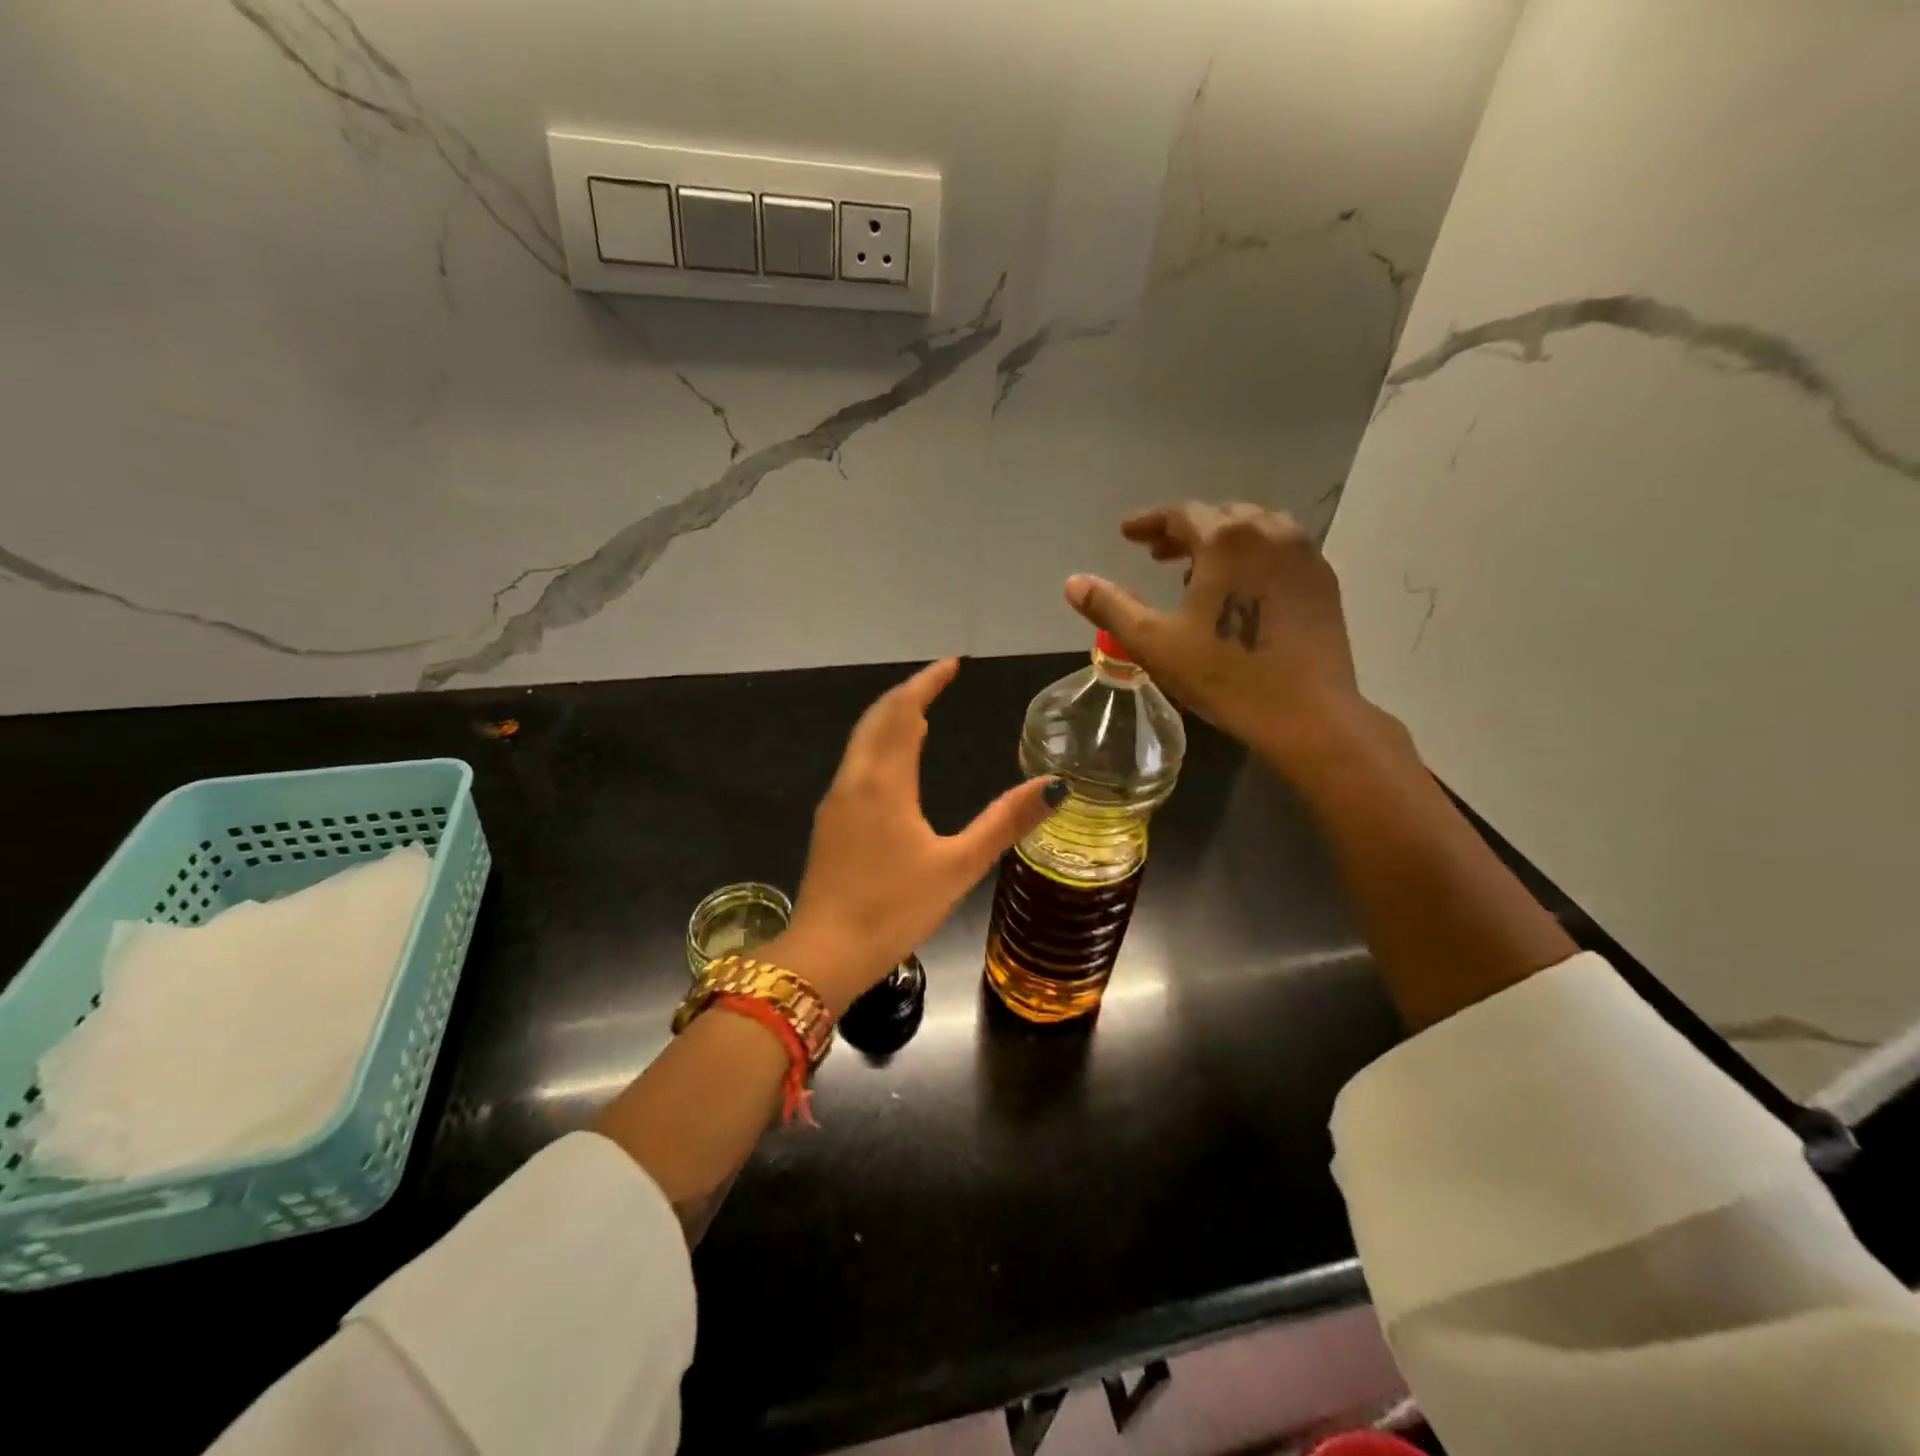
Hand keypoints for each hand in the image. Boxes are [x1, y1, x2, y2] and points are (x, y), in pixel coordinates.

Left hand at [774, 658, 1061, 1014]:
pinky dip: (878, 746)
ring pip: (862, 742)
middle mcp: (854, 781)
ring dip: (890, 720)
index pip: (903, 712)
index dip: (926, 684)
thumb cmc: (894, 909)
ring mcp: (835, 801)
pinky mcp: (829, 823)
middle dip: (907, 695)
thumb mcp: (958, 867)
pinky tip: (894, 765)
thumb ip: (1005, 823)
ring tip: (921, 714)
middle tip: (938, 682)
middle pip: (877, 719)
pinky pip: (856, 764)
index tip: (950, 665)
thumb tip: (1055, 786)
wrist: (825, 953)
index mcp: (884, 783)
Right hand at [1064, 502, 1370, 774]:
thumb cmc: (1224, 676)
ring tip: (1197, 570)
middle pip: (1221, 516)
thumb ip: (1111, 606)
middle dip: (1185, 530)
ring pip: (1256, 528)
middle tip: (1157, 553)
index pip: (1181, 514)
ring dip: (1222, 540)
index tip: (1127, 534)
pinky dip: (1254, 554)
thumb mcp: (1153, 643)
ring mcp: (1304, 554)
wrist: (1306, 713)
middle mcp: (1270, 532)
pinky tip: (1241, 588)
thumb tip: (1073, 582)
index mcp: (1226, 540)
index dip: (1149, 522)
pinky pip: (1282, 549)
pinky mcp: (1325, 580)